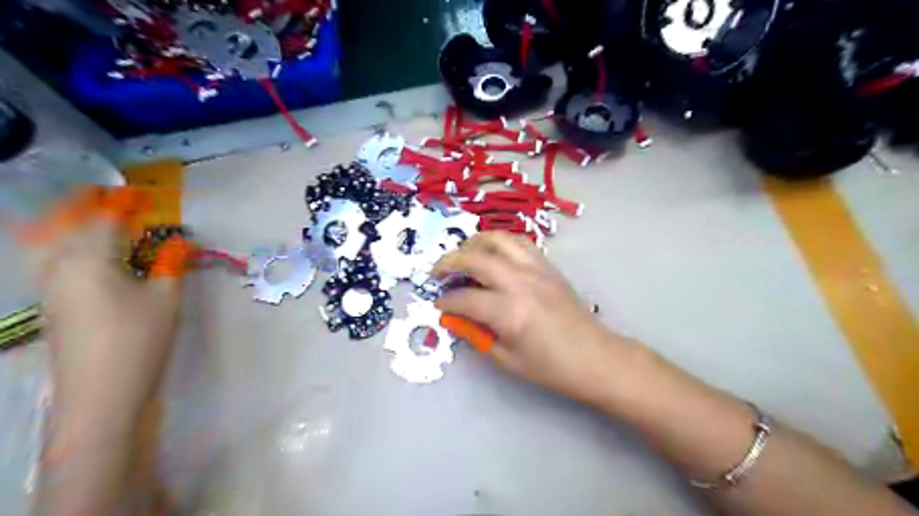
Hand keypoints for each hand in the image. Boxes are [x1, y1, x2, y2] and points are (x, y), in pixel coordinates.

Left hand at [41, 218, 183, 438]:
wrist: (100, 391)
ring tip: (93, 216)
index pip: (105, 219)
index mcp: (91, 259)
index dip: (123, 203)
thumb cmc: (139, 339)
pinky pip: (52, 259)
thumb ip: (170, 264)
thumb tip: (181, 242)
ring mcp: (50, 286)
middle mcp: (60, 265)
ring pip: (52, 241)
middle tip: (109, 196)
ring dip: (70, 223)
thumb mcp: (165, 298)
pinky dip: (65, 244)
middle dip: (86, 205)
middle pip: (67, 224)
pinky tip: (82, 251)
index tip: (139, 192)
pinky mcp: (52, 303)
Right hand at [434, 232, 639, 404]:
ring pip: (497, 239)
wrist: (594, 357)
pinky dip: (498, 243)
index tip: (438, 305)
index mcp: (509, 312)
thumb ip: (476, 334)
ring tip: (463, 256)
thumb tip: (453, 318)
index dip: (446, 302)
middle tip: (437, 274)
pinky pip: (518, 242)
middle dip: (449, 263)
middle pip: (475, 259)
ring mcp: (536, 269)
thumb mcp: (507, 359)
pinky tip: (492, 255)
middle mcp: (520, 282)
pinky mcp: (547, 265)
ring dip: (473, 244)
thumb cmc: (551, 367)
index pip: (465, 298)